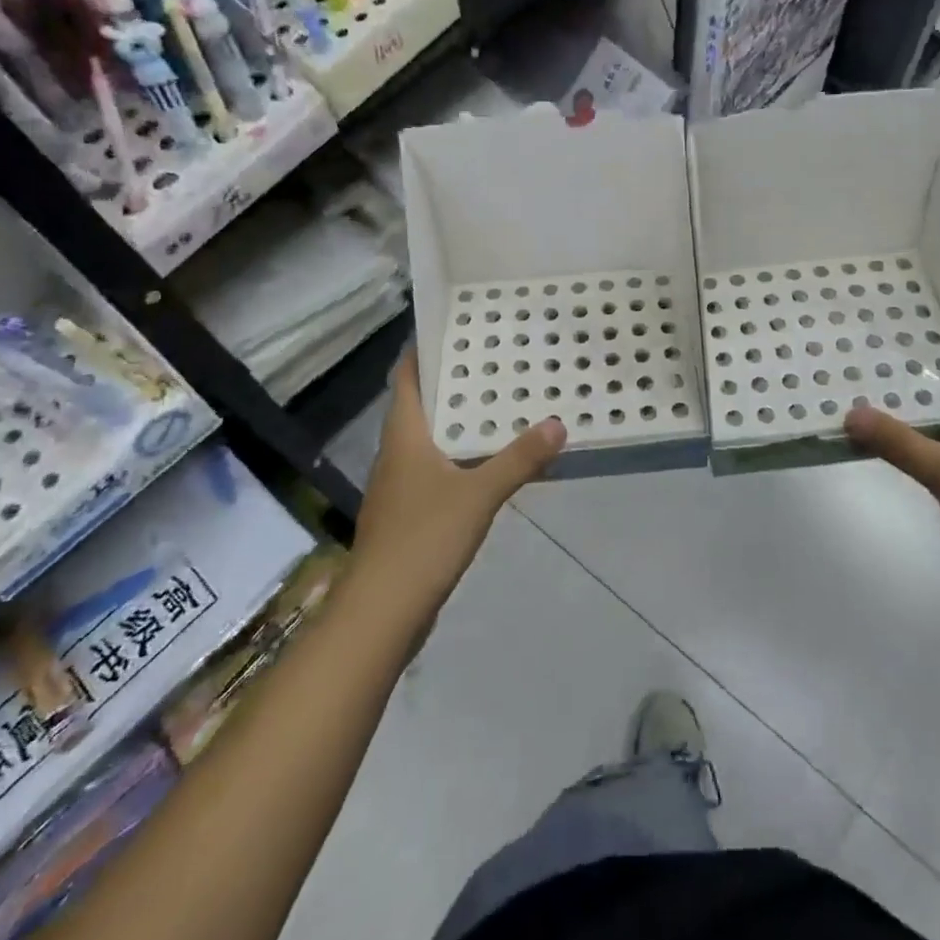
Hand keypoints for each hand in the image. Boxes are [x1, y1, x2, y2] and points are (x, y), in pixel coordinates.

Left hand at [351, 350, 565, 611]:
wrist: (381, 611)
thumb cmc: (424, 538)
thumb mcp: (479, 494)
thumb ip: (520, 459)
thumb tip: (558, 423)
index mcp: (404, 435)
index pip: (405, 377)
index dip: (422, 351)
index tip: (452, 328)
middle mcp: (396, 453)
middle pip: (418, 405)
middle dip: (450, 383)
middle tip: (493, 362)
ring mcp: (398, 486)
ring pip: (427, 439)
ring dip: (455, 421)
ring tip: (498, 405)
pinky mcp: (406, 514)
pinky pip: (434, 470)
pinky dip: (458, 457)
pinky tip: (486, 464)